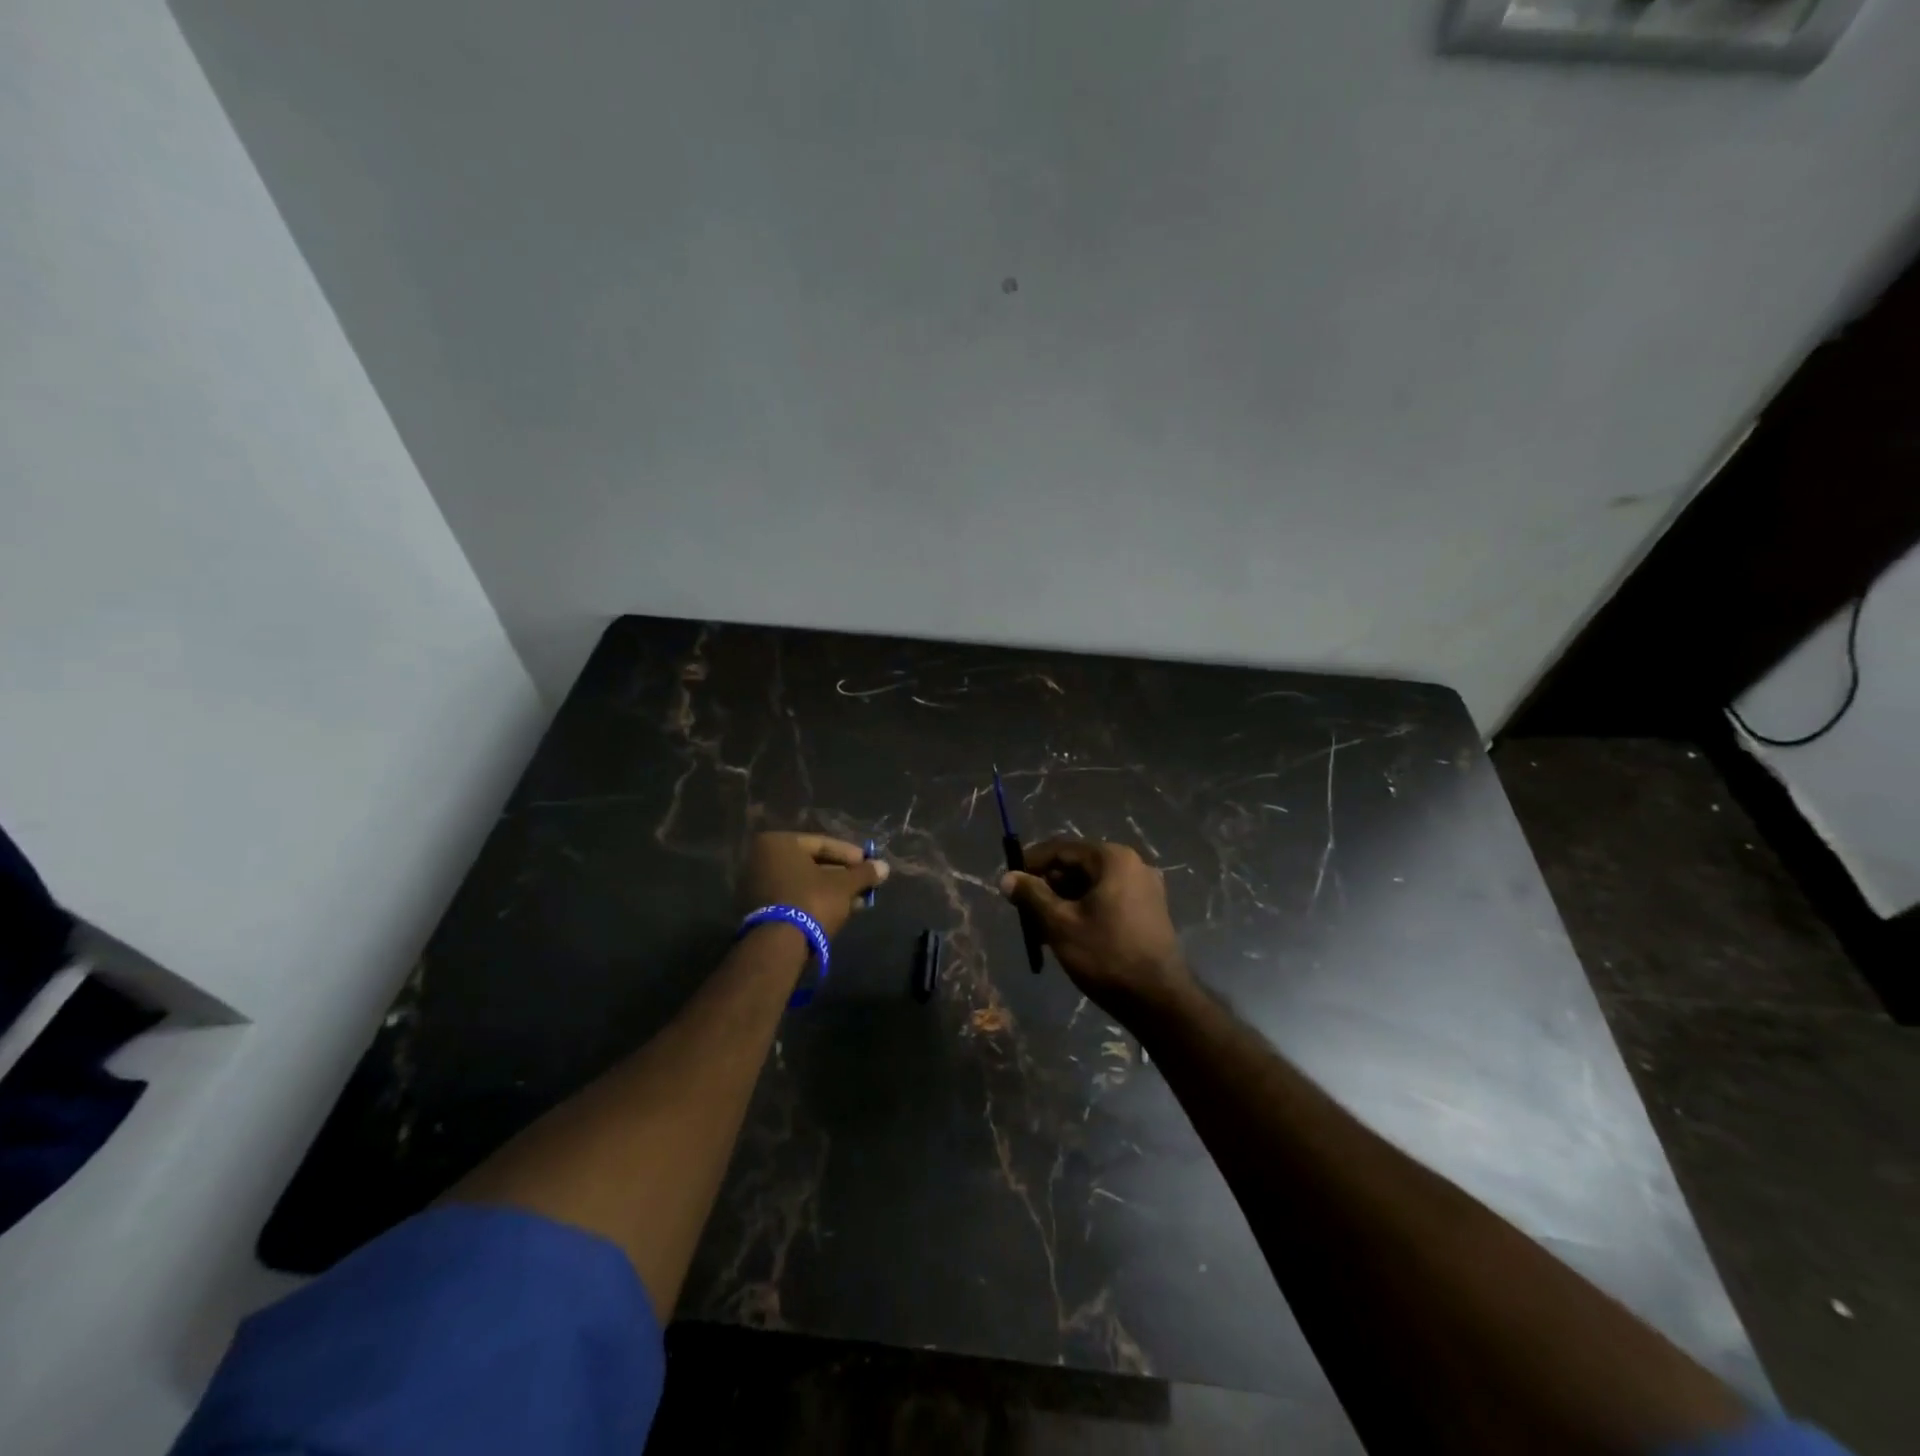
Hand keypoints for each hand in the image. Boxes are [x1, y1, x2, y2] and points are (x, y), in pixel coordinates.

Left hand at [740, 832, 886, 939]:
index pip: (822, 843)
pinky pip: (794, 897)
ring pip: (804, 883)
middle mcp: (762, 859)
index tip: (869, 864)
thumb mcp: (843, 885)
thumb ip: (864, 873)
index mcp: (778, 843)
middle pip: (812, 864)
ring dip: (833, 891)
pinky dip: (816, 901)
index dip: (850, 855)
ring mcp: (757, 885)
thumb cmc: (811, 901)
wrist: (778, 945)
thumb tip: (884, 867)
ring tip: (859, 901)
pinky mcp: (759, 910)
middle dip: (842, 875)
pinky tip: (841, 911)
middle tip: (865, 884)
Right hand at [1001, 839, 1192, 1025]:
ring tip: (1040, 928)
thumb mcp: (1060, 924)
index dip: (1031, 863)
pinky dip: (1084, 910)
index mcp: (1113, 859)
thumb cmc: (1106, 955)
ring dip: (1063, 901)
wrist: (1158, 1001)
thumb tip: (1007, 877)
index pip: (1061, 849)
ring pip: (1091, 885)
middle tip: (1024, 909)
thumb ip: (1031, 895)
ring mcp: (1144, 888)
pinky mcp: (1148, 911)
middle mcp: (1133, 865)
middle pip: (1077, 865)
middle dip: (1047, 885)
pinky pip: (1107, 899)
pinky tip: (1066, 934)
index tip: (1009, 882)